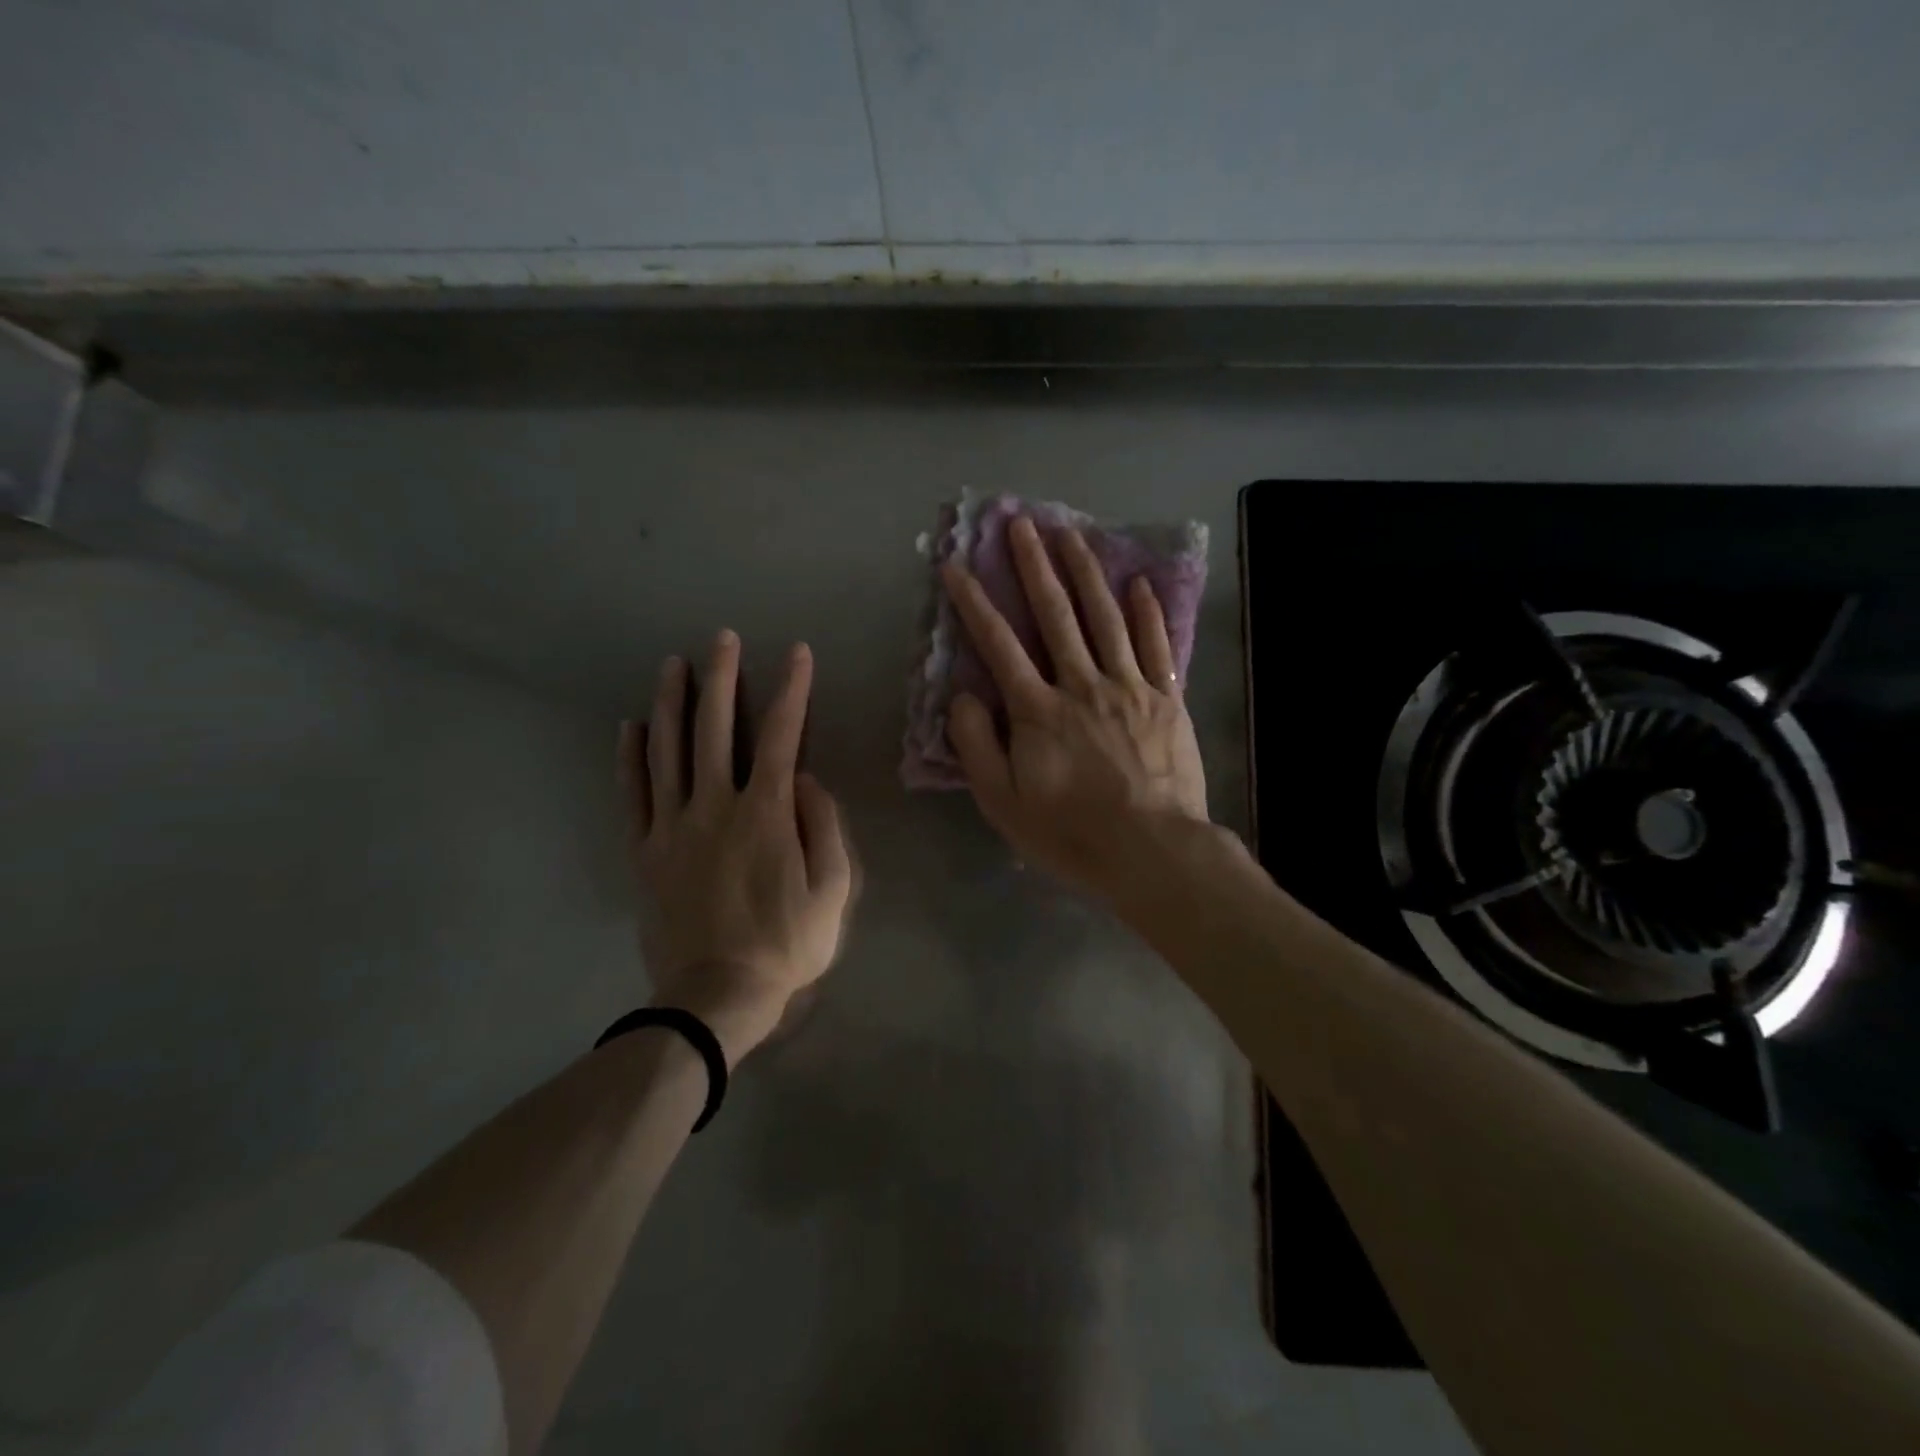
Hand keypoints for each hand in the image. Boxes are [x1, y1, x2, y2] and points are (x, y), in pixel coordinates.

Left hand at [618, 631, 855, 1066]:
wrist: (716, 997)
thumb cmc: (786, 944)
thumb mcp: (833, 891)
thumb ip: (825, 827)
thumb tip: (808, 780)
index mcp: (766, 813)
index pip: (783, 735)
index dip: (792, 690)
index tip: (798, 654)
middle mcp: (715, 805)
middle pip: (716, 728)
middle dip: (722, 678)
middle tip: (723, 638)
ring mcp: (673, 826)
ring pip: (668, 750)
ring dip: (672, 702)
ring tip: (674, 664)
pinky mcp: (645, 850)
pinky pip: (633, 794)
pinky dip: (631, 757)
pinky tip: (631, 725)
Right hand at [940, 516, 1210, 902]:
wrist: (1152, 851)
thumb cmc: (1070, 832)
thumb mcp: (1002, 801)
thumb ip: (976, 745)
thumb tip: (962, 696)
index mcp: (1038, 710)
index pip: (998, 645)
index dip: (974, 603)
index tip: (956, 566)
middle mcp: (1081, 684)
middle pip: (1055, 614)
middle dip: (1033, 566)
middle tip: (1021, 524)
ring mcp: (1129, 686)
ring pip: (1103, 617)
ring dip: (1085, 572)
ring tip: (1070, 534)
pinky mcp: (1166, 698)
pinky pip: (1155, 645)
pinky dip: (1146, 612)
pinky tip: (1137, 583)